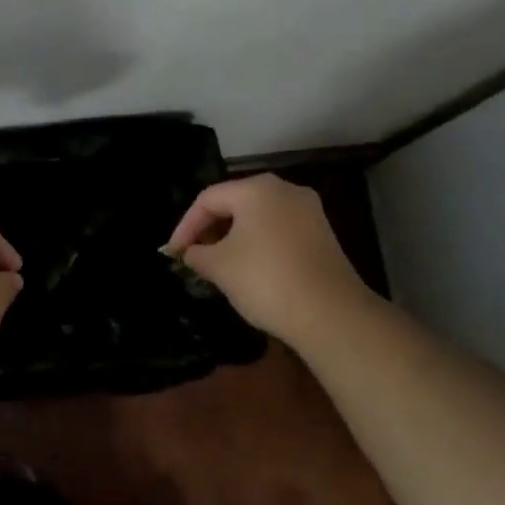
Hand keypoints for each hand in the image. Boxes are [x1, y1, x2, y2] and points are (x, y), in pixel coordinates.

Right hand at [165, 174, 371, 342]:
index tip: (173, 253)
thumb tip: (191, 252)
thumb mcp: (218, 266)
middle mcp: (285, 190)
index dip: (185, 226)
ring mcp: (309, 212)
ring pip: (257, 218)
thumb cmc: (265, 280)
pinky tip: (248, 269)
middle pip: (234, 203)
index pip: (208, 199)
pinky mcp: (322, 235)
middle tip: (192, 256)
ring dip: (233, 238)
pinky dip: (257, 244)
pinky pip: (278, 231)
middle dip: (209, 229)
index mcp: (257, 189)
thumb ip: (197, 253)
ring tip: (216, 264)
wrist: (331, 315)